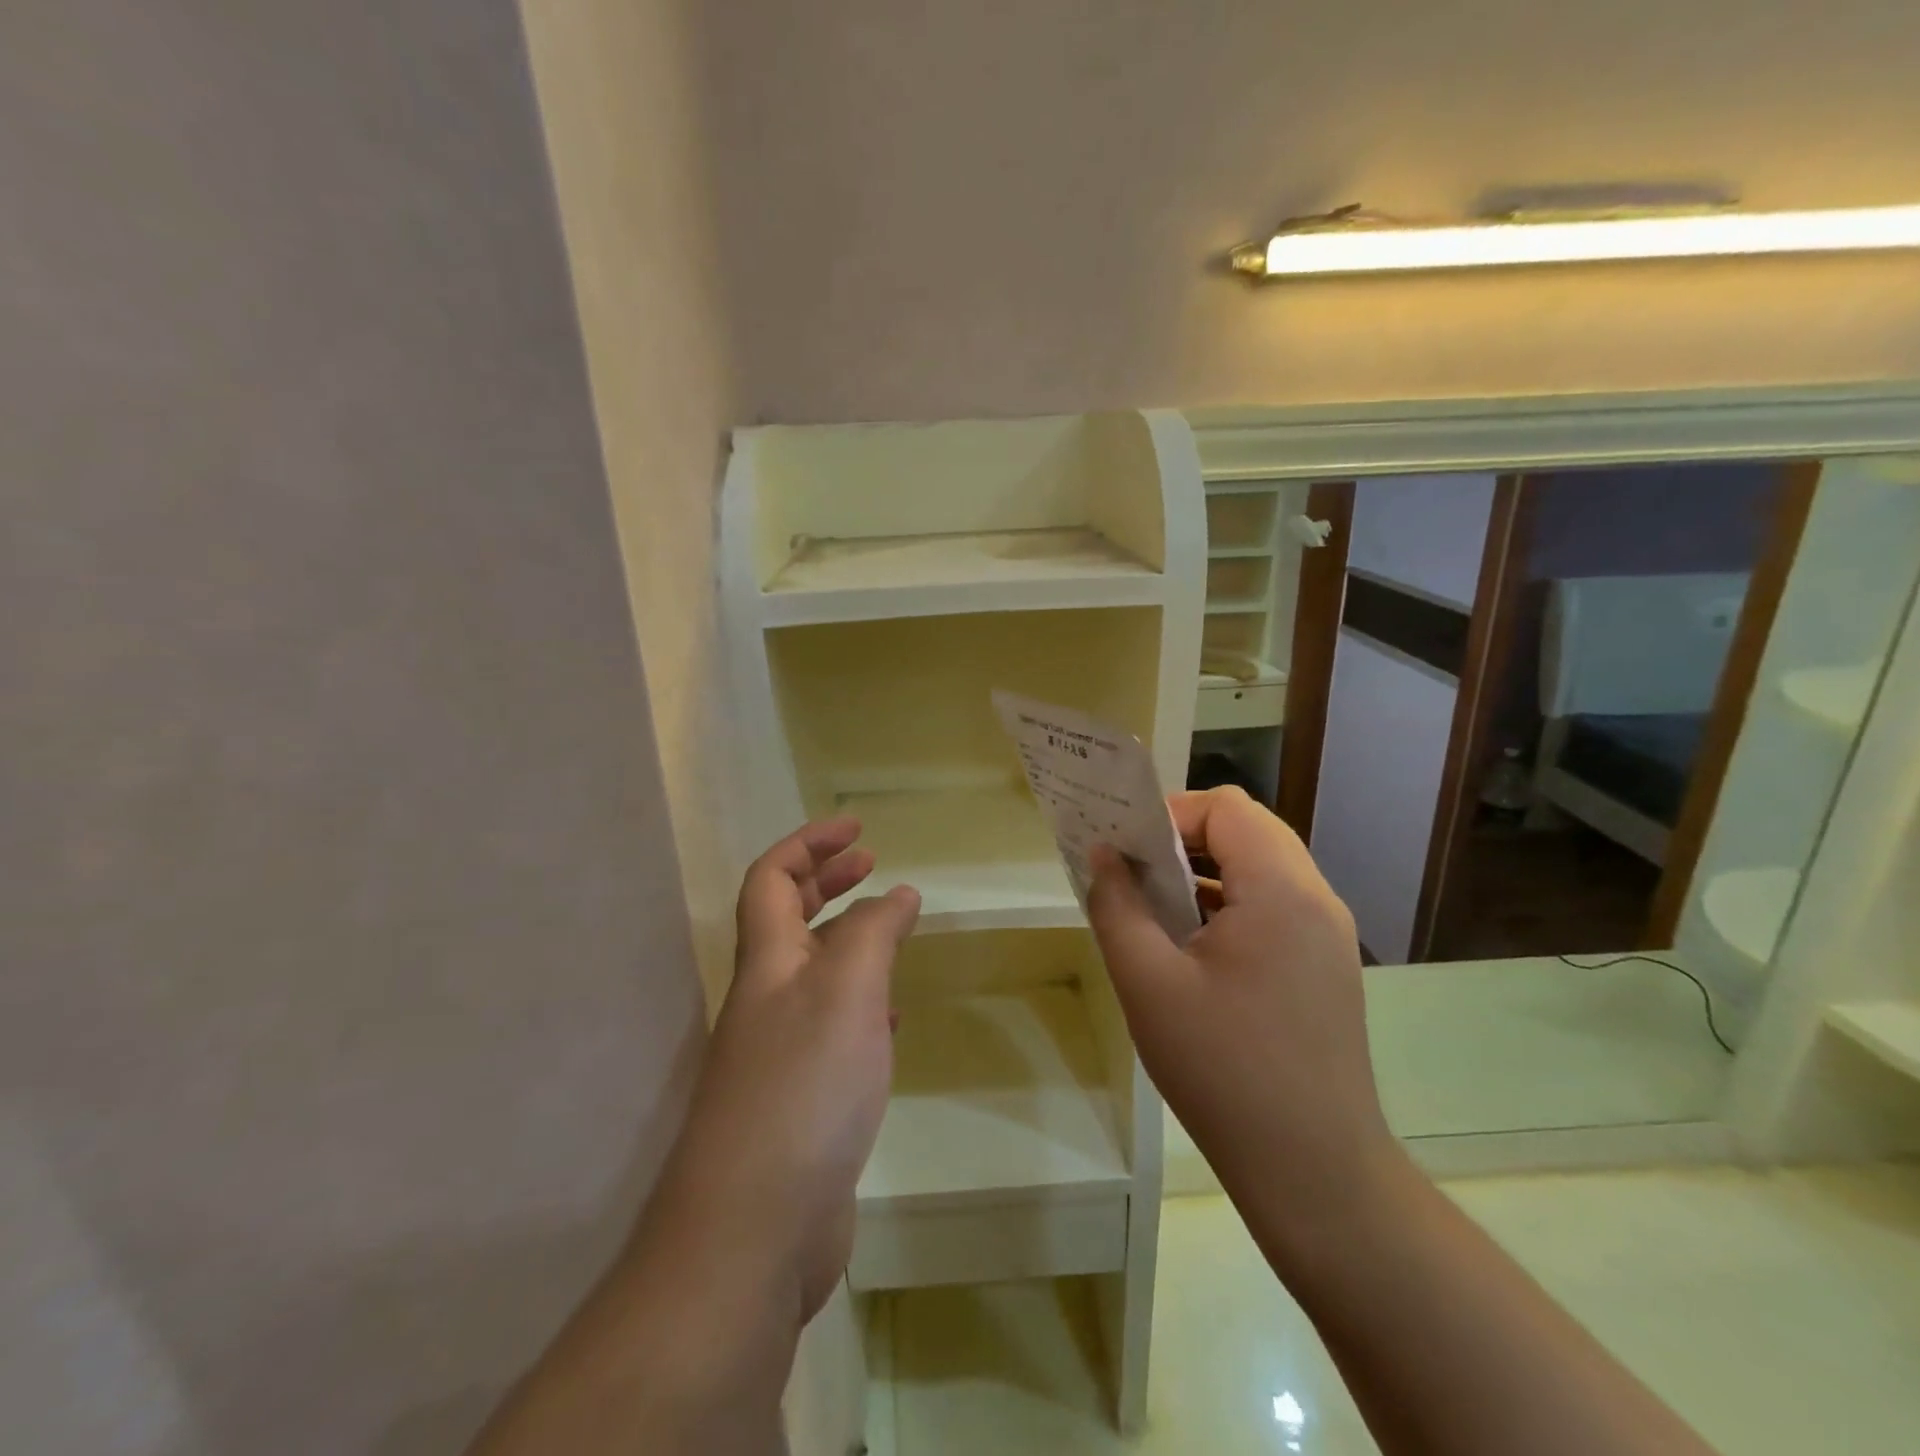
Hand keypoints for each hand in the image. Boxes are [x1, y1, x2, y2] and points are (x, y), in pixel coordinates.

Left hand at [647, 818, 918, 1324]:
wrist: (754, 1230)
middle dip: (826, 881)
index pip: (772, 879)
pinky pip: (831, 1028)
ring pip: (812, 973)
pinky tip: (889, 1019)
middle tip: (872, 863)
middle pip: (787, 919)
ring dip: (847, 939)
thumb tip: (897, 893)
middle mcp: (766, 999)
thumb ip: (874, 933)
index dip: (809, 844)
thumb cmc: (803, 1088)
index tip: (857, 828)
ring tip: (890, 929)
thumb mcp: (848, 991)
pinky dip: (861, 1003)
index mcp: (768, 963)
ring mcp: (779, 1051)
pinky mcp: (800, 1099)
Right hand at [1087, 787, 1395, 1243]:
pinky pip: (1274, 906)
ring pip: (1262, 868)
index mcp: (1281, 891)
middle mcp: (1316, 899)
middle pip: (1248, 830)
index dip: (1170, 814)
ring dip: (1206, 873)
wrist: (1315, 1173)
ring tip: (1156, 909)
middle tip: (1134, 874)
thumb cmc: (1223, 1070)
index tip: (1127, 850)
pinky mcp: (1326, 967)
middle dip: (1184, 840)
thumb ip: (1117, 906)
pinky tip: (1193, 948)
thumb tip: (1102, 855)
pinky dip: (1230, 904)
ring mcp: (1328, 935)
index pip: (1226, 808)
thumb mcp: (1148, 983)